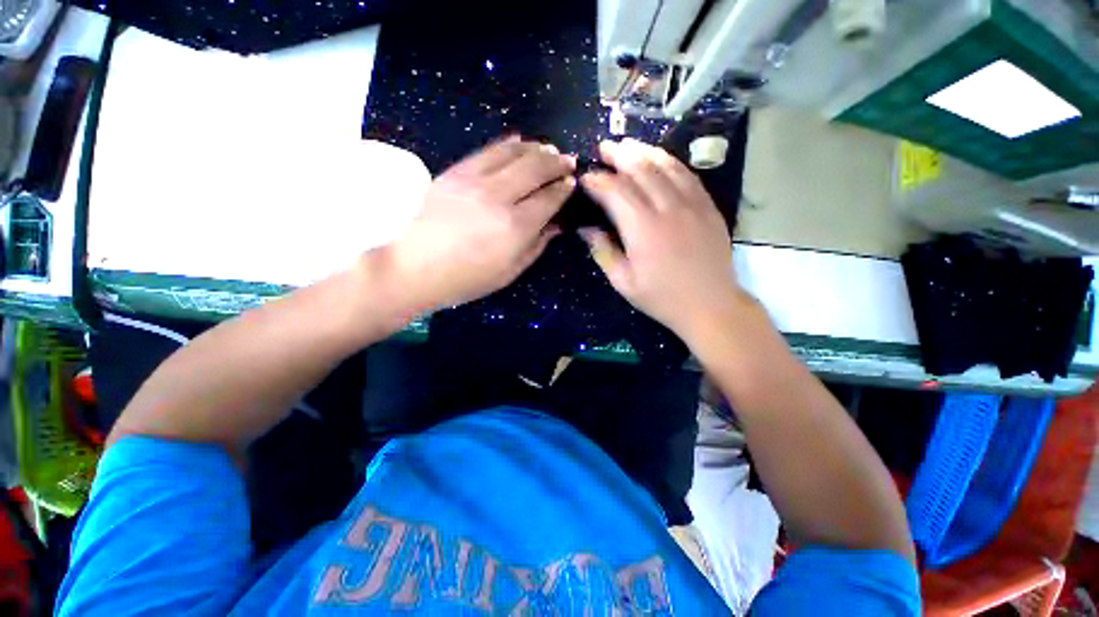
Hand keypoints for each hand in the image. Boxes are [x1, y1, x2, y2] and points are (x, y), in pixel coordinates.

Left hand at [386, 137, 574, 311]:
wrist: (414, 267)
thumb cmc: (467, 278)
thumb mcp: (510, 271)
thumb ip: (537, 245)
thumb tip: (556, 225)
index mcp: (516, 227)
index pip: (548, 198)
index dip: (563, 188)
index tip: (572, 182)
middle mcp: (499, 197)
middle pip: (535, 169)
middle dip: (556, 162)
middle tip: (568, 160)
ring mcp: (475, 180)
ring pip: (513, 153)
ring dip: (536, 148)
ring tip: (548, 148)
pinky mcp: (455, 172)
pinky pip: (487, 150)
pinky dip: (507, 144)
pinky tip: (518, 141)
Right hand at [579, 138, 743, 341]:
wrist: (710, 305)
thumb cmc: (662, 298)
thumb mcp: (624, 282)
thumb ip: (603, 252)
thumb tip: (585, 229)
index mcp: (643, 229)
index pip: (616, 191)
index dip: (598, 180)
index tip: (586, 178)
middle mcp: (668, 208)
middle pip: (641, 169)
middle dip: (619, 155)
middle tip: (603, 148)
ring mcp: (692, 204)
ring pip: (665, 165)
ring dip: (643, 151)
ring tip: (627, 145)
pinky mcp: (708, 206)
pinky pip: (687, 174)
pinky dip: (669, 162)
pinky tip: (659, 159)